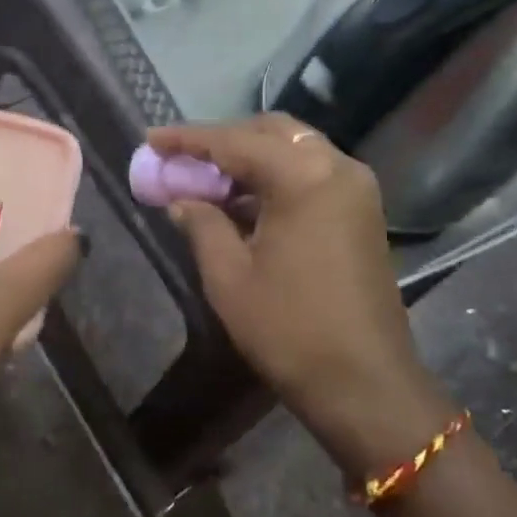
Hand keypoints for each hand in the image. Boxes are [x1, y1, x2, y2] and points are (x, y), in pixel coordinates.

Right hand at [148, 115, 454, 471]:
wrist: (366, 384)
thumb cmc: (290, 329)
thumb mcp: (229, 276)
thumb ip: (202, 223)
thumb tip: (182, 199)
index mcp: (304, 176)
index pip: (234, 142)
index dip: (187, 139)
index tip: (150, 139)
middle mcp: (337, 167)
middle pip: (270, 132)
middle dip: (223, 141)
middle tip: (182, 159)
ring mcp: (356, 188)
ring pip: (294, 150)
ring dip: (250, 159)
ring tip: (206, 180)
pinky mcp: (363, 211)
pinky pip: (311, 174)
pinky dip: (275, 178)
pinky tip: (243, 202)